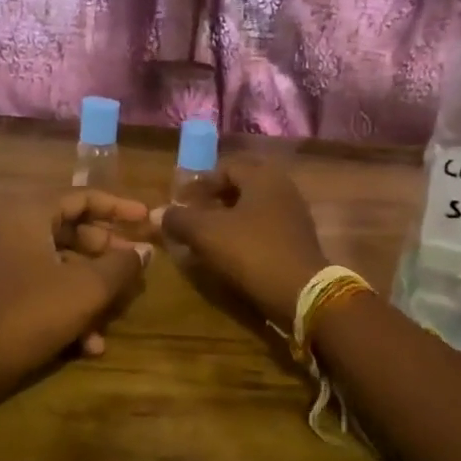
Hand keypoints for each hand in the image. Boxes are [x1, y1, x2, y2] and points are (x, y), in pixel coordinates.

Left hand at [0, 190, 152, 387]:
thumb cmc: (31, 313)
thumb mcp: (88, 289)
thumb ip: (121, 265)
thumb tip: (143, 251)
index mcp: (29, 213)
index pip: (82, 196)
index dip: (119, 207)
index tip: (147, 220)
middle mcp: (13, 230)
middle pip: (73, 230)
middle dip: (108, 254)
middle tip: (134, 270)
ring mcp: (5, 263)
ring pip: (62, 265)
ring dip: (92, 290)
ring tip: (116, 316)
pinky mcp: (2, 294)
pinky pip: (45, 289)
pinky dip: (69, 309)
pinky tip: (90, 345)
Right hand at [152, 160, 328, 326]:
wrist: (302, 293)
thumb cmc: (252, 252)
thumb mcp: (207, 233)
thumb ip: (180, 219)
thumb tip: (158, 213)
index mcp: (263, 176)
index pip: (225, 167)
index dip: (199, 183)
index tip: (179, 203)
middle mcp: (282, 188)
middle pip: (239, 187)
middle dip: (212, 202)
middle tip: (190, 219)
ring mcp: (293, 215)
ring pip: (251, 210)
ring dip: (226, 221)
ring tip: (205, 239)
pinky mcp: (297, 240)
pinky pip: (263, 229)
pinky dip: (243, 236)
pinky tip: (228, 254)